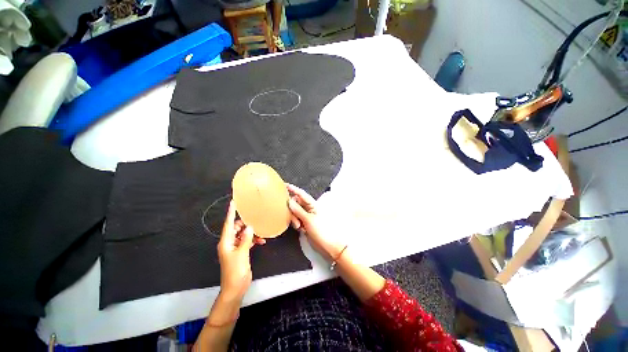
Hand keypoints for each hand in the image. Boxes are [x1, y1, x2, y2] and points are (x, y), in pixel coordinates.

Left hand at [217, 200, 264, 300]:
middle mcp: (229, 242)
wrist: (235, 288)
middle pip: (236, 228)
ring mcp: (234, 248)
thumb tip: (249, 227)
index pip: (228, 224)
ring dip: (251, 233)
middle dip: (245, 223)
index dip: (231, 212)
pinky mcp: (240, 252)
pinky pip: (246, 241)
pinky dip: (253, 240)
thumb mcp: (241, 253)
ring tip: (260, 232)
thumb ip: (246, 239)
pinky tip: (261, 241)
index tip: (233, 202)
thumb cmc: (235, 271)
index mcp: (225, 242)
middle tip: (255, 219)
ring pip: (243, 234)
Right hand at [287, 184, 343, 261]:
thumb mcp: (309, 220)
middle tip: (295, 219)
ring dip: (294, 218)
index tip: (284, 185)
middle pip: (296, 203)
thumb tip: (289, 201)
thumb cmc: (321, 231)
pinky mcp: (304, 223)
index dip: (293, 189)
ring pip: (295, 212)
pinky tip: (300, 229)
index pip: (301, 194)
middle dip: (292, 209)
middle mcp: (309, 208)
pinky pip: (296, 219)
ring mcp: (306, 216)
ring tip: (299, 226)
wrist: (327, 245)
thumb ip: (298, 210)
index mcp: (312, 204)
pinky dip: (295, 223)